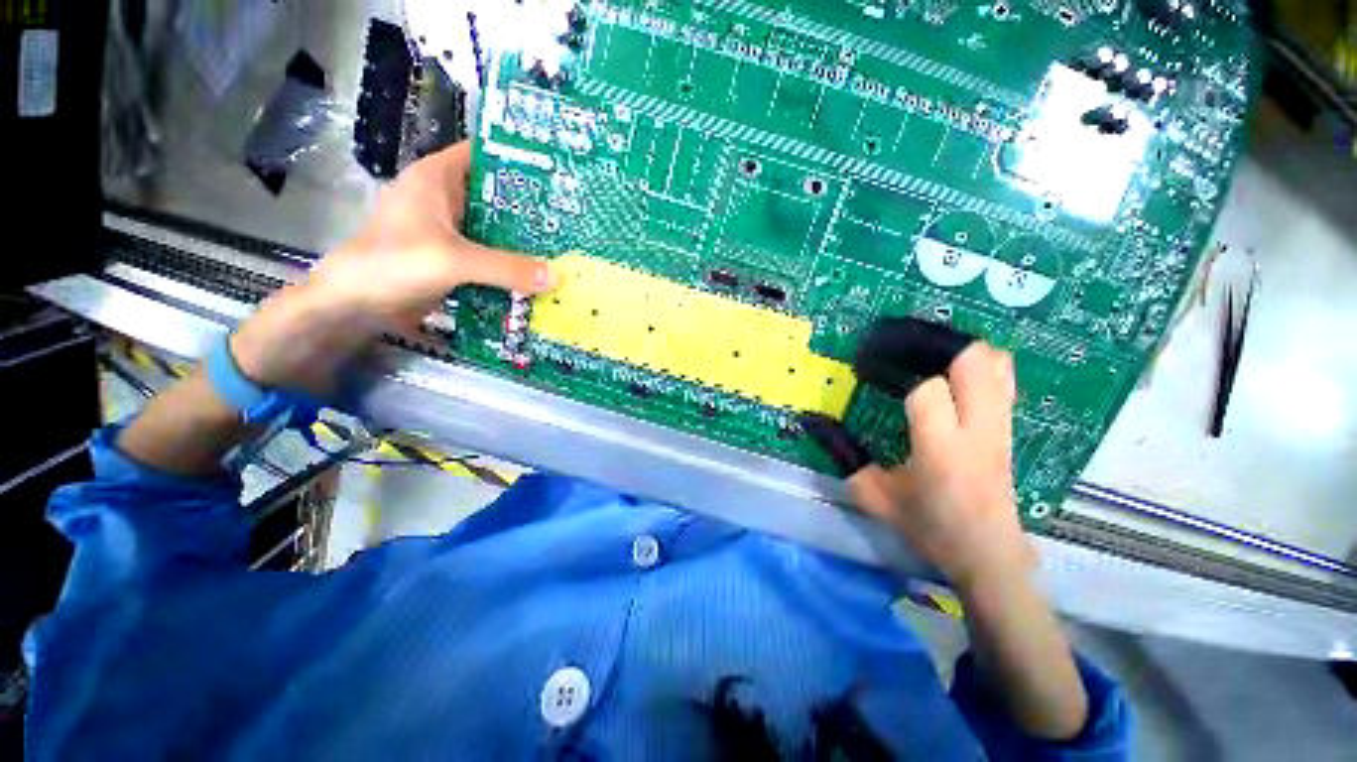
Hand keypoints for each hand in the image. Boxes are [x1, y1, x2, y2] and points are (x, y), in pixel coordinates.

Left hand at [231, 142, 554, 394]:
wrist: (358, 305)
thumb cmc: (394, 265)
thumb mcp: (453, 260)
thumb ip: (506, 267)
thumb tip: (556, 277)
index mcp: (438, 178)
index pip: (485, 155)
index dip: (519, 160)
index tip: (558, 175)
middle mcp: (447, 199)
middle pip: (497, 196)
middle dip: (532, 208)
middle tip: (571, 218)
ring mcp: (451, 231)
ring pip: (496, 228)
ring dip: (525, 240)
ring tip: (564, 245)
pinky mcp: (455, 258)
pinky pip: (492, 255)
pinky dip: (513, 263)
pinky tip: (539, 272)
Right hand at [848, 344, 1033, 590]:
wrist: (988, 554)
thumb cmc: (930, 526)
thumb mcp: (876, 497)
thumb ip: (846, 459)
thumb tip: (816, 426)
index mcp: (942, 448)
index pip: (927, 390)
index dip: (897, 374)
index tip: (870, 370)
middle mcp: (978, 430)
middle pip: (974, 361)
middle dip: (938, 348)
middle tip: (905, 353)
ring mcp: (999, 427)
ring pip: (997, 365)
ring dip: (963, 352)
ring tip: (930, 358)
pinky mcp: (1008, 429)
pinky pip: (1003, 380)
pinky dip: (980, 367)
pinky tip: (953, 376)